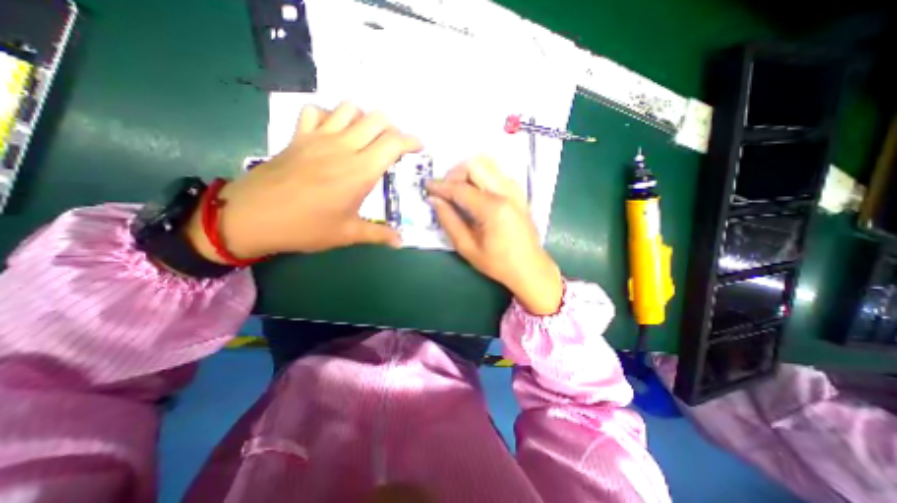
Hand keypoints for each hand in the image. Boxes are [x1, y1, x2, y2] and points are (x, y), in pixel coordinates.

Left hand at [187, 100, 424, 261]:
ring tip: (367, 138)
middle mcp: (343, 147)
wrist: (252, 217)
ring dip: (364, 119)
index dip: (411, 141)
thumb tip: (401, 242)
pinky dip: (330, 115)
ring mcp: (319, 138)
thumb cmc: (306, 227)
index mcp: (360, 171)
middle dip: (392, 128)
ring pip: (349, 109)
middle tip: (393, 147)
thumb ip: (379, 234)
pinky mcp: (299, 137)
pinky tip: (333, 133)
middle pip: (376, 119)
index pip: (393, 143)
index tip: (418, 148)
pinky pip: (316, 111)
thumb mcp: (348, 234)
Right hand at [424, 158, 558, 313]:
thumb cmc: (498, 263)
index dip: (440, 186)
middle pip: (475, 165)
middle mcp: (506, 192)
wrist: (530, 268)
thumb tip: (434, 201)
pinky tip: (474, 194)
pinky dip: (480, 177)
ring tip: (458, 192)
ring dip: (468, 173)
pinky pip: (496, 173)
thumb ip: (449, 221)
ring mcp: (515, 190)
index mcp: (493, 208)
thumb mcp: (467, 248)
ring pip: (487, 164)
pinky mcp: (519, 192)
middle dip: (455, 174)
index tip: (427, 187)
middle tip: (445, 191)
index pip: (460, 188)